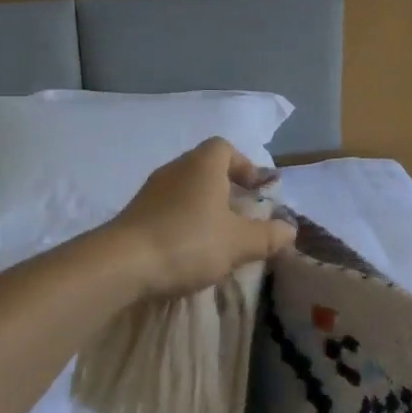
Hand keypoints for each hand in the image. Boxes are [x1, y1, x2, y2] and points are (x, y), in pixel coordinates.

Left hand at [104, 138, 295, 300]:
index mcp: (203, 165)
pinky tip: (188, 251)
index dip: (244, 165)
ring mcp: (150, 191)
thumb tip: (290, 229)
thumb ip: (269, 236)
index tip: (256, 190)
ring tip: (217, 238)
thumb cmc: (189, 242)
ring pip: (185, 190)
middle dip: (225, 189)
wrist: (121, 264)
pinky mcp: (134, 215)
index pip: (225, 148)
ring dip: (203, 208)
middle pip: (205, 168)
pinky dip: (181, 223)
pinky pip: (166, 210)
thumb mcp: (239, 243)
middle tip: (241, 216)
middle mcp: (176, 169)